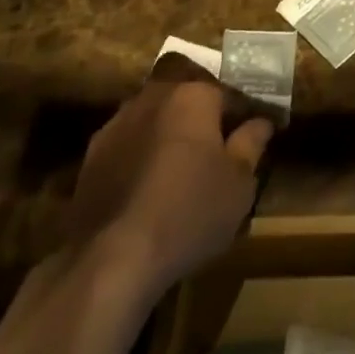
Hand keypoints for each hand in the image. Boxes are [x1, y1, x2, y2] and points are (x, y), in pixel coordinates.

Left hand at [68, 66, 273, 288]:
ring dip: (169, 132)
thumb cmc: (189, 213)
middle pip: (187, 98)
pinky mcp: (93, 153)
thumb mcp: (238, 185)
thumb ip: (251, 144)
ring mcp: (119, 122)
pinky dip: (141, 154)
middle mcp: (155, 96)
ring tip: (180, 167)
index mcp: (194, 95)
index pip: (229, 95)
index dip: (244, 116)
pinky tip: (147, 185)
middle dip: (202, 116)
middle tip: (216, 148)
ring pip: (155, 117)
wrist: (111, 258)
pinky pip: (129, 142)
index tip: (253, 136)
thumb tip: (261, 122)